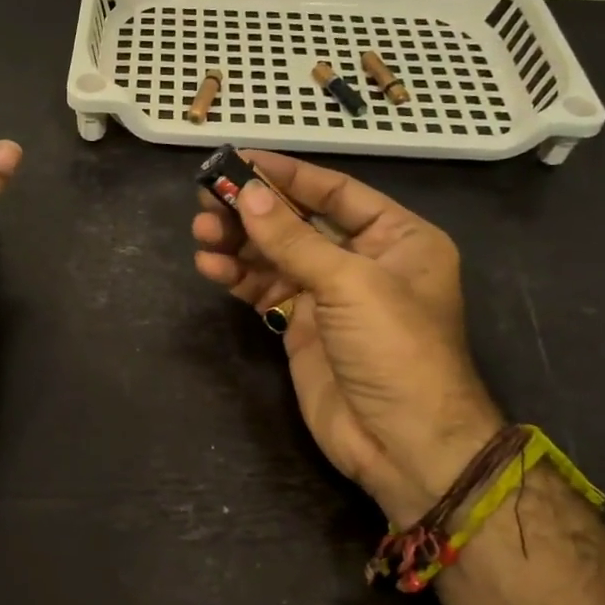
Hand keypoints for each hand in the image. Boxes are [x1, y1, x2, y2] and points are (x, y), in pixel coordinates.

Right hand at [191, 150, 502, 526]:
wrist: (402, 444)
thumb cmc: (394, 349)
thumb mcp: (350, 284)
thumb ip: (294, 239)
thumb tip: (248, 194)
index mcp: (397, 238)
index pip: (335, 191)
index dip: (288, 174)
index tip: (240, 160)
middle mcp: (363, 260)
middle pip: (298, 222)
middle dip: (254, 211)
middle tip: (207, 200)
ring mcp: (329, 296)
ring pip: (275, 255)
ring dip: (238, 242)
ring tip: (201, 232)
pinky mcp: (300, 327)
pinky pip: (264, 290)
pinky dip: (237, 277)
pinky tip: (211, 266)